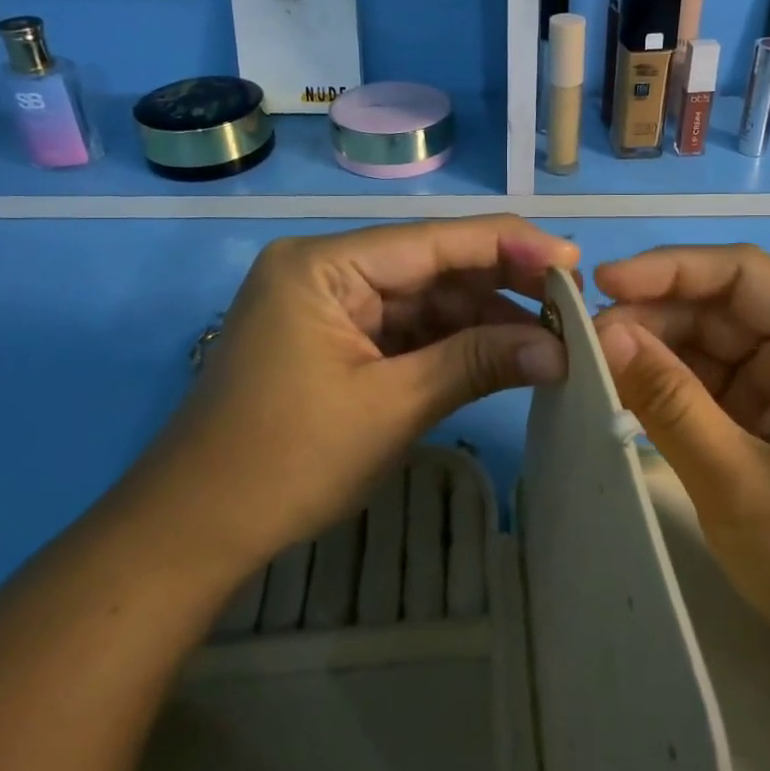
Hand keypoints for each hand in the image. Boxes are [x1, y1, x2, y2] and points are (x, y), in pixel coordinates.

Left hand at [126, 216, 578, 583]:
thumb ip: (476, 363)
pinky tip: (503, 355)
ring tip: (550, 337)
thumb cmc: (285, 462)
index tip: (573, 261)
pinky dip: (453, 344)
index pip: (433, 240)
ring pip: (425, 300)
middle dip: (501, 285)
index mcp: (325, 266)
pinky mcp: (337, 341)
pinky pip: (407, 331)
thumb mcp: (391, 407)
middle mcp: (327, 271)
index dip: (508, 246)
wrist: (196, 530)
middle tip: (571, 304)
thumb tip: (560, 350)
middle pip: (432, 265)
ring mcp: (331, 307)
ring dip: (483, 319)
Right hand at [593, 244, 769, 674]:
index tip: (601, 284)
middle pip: (720, 307)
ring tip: (592, 369)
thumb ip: (668, 402)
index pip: (742, 274)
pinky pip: (711, 386)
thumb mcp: (738, 483)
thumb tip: (604, 332)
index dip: (669, 268)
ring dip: (653, 352)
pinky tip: (624, 396)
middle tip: (582, 344)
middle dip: (651, 317)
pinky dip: (667, 388)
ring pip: (709, 346)